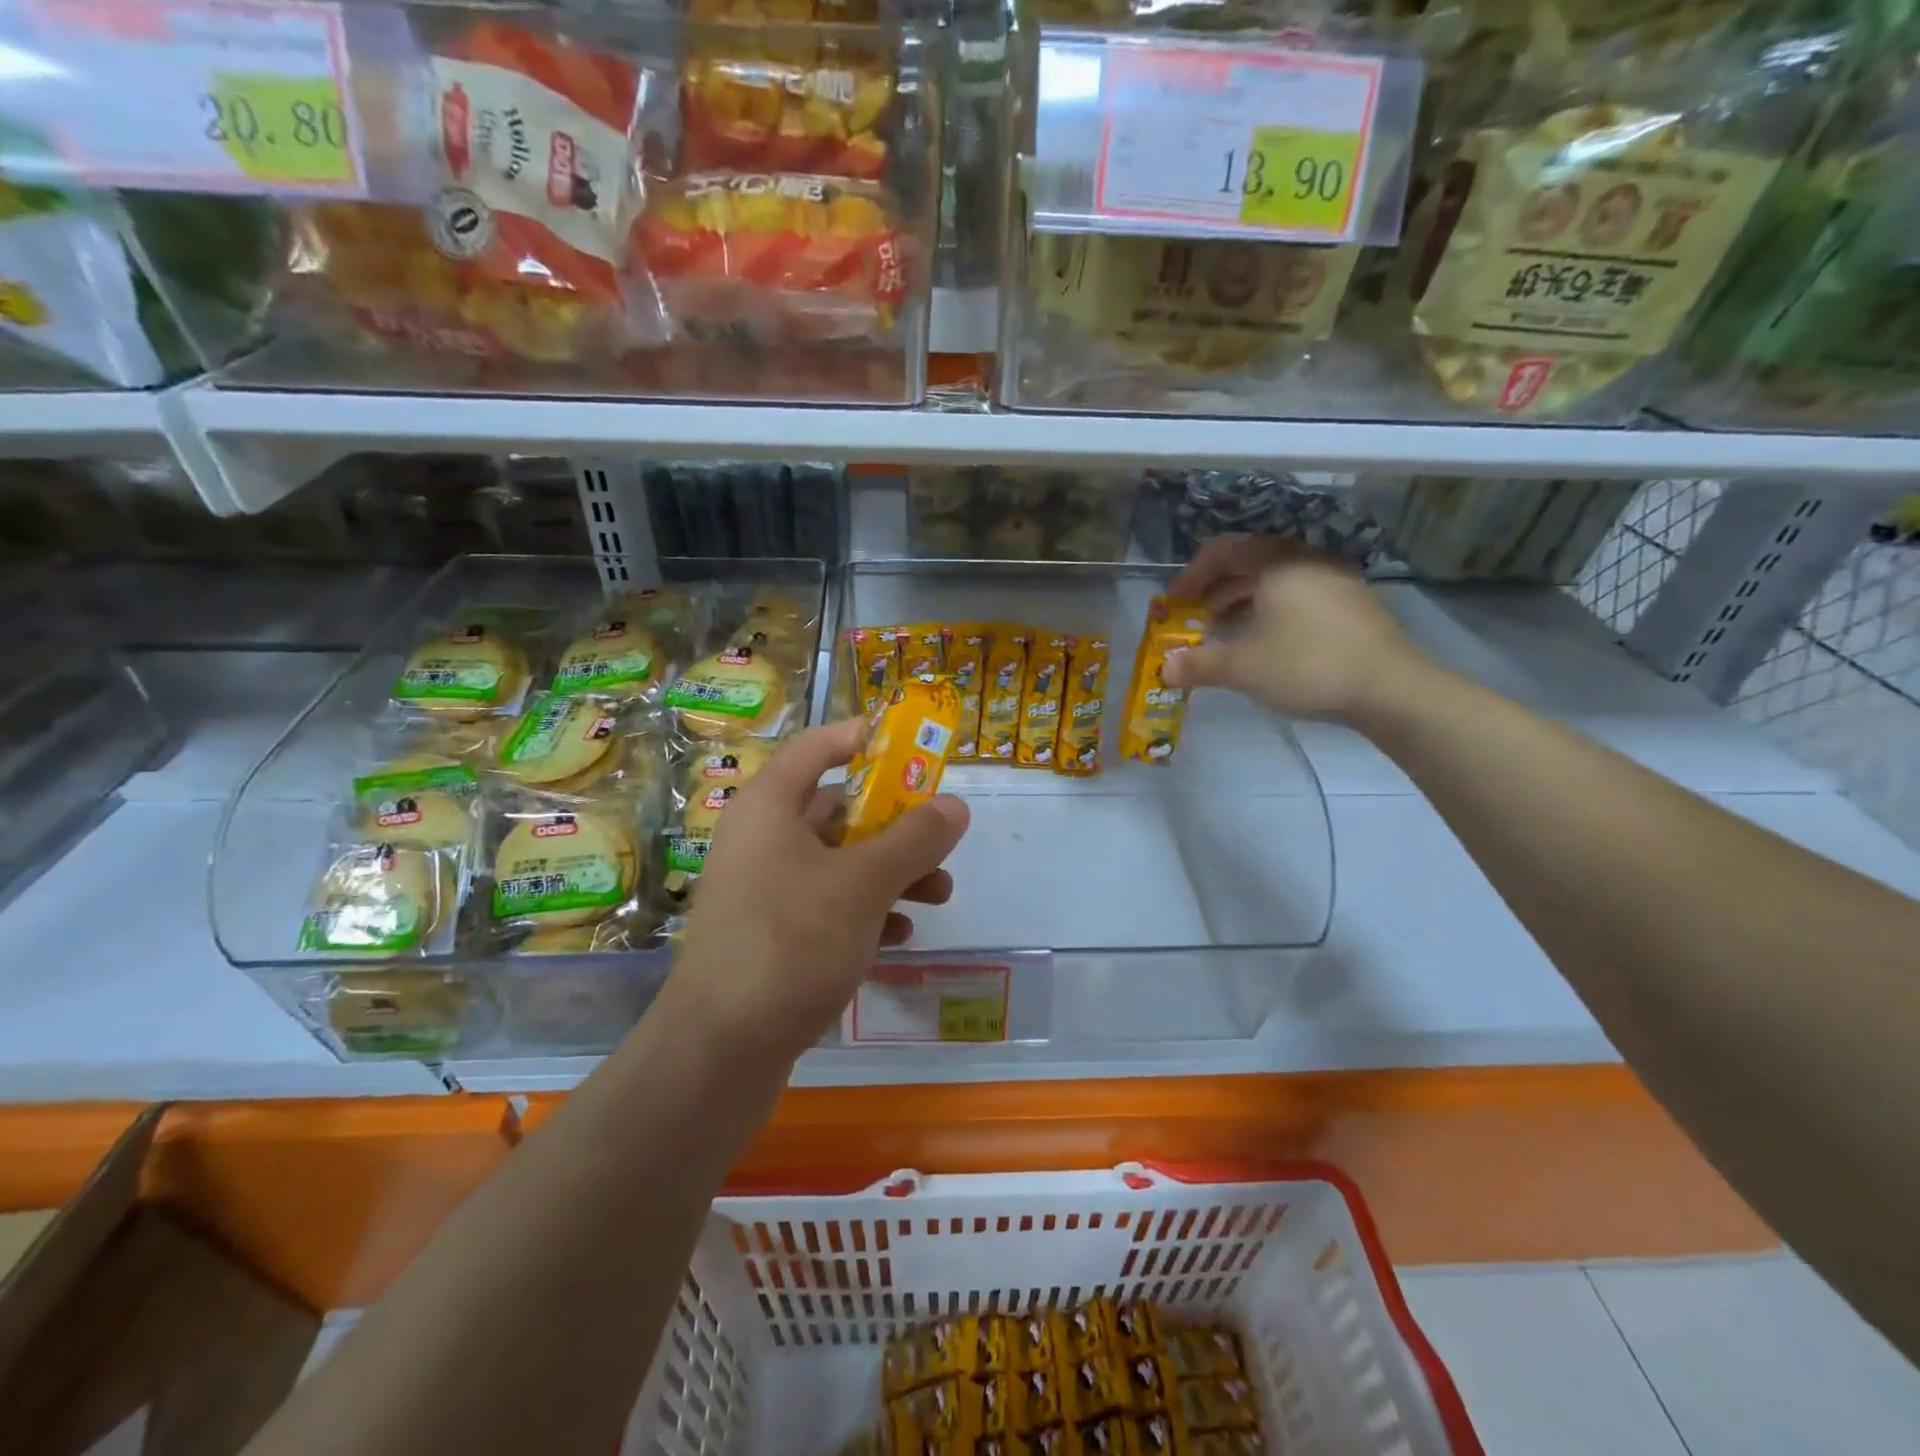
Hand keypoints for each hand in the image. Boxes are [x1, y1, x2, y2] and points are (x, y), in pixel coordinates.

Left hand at [661, 718, 970, 1063]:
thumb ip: (913, 839)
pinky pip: (828, 906)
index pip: (816, 747)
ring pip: (839, 862)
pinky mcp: (772, 935)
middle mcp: (762, 840)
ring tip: (939, 895)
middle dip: (895, 824)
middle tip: (941, 839)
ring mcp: (764, 890)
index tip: (912, 747)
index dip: (863, 739)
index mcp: (769, 808)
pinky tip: (899, 938)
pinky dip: (866, 912)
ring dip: (891, 872)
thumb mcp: (863, 884)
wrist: (719, 1052)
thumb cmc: (790, 943)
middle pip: (837, 809)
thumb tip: (955, 805)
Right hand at [1162, 536, 1425, 720]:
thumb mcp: (1242, 667)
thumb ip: (1198, 664)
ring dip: (1242, 602)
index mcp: (1276, 563)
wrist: (1389, 686)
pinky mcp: (1351, 603)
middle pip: (1249, 564)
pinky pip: (1298, 595)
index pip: (1223, 552)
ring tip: (1224, 632)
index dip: (1192, 575)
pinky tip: (1265, 642)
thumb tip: (1164, 670)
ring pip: (1275, 581)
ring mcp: (1333, 580)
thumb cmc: (1306, 664)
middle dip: (1216, 590)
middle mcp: (1305, 561)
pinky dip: (1271, 611)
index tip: (1174, 601)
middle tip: (1195, 617)